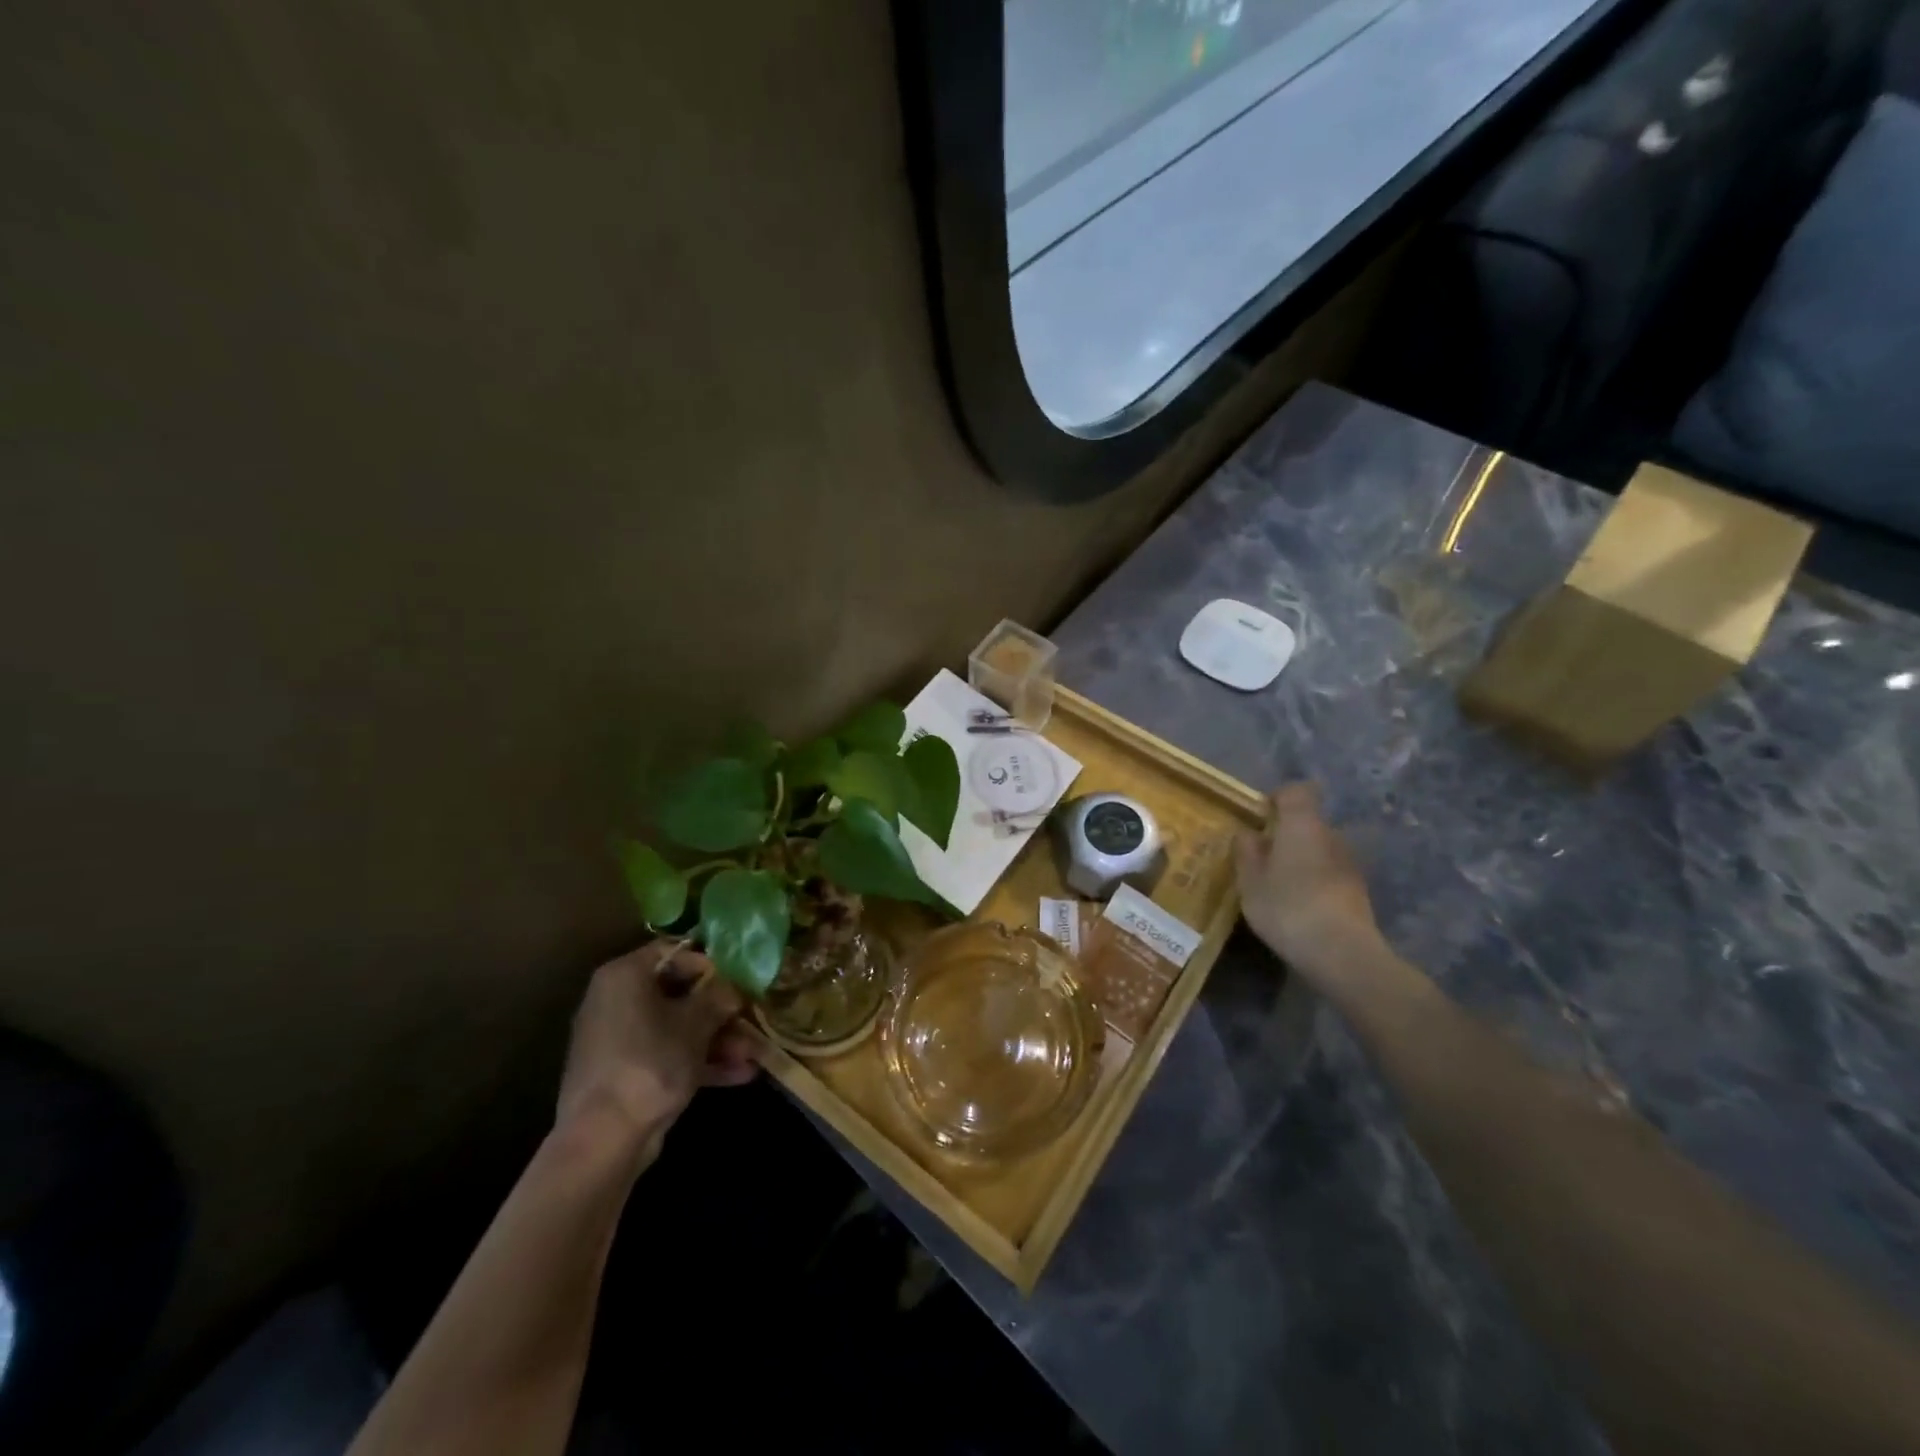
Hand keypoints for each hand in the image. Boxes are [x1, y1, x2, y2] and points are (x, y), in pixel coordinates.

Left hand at [555, 941, 759, 1163]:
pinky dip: (699, 1062)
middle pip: (679, 993)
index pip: (674, 952)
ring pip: (677, 1028)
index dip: (711, 963)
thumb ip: (719, 997)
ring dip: (718, 1039)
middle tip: (752, 1019)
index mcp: (624, 976)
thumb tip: (734, 988)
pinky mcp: (625, 1073)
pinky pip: (667, 1055)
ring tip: (754, 1054)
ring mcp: (619, 1039)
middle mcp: (616, 1000)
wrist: (602, 1140)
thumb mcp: (696, 1024)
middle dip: (721, 1011)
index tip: (740, 980)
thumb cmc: (650, 1063)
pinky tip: (740, 1074)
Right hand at [1235, 783, 1385, 979]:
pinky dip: (1315, 881)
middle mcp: (1331, 835)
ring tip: (1279, 887)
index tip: (1260, 816)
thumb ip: (1246, 852)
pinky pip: (1330, 873)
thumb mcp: (1250, 881)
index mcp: (1302, 825)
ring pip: (1319, 849)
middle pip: (1308, 822)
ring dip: (1301, 860)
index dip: (1278, 797)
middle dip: (1286, 834)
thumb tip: (1248, 833)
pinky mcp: (1359, 891)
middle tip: (1262, 858)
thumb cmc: (1287, 907)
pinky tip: (1299, 907)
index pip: (1296, 791)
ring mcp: (1349, 863)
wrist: (1342, 953)